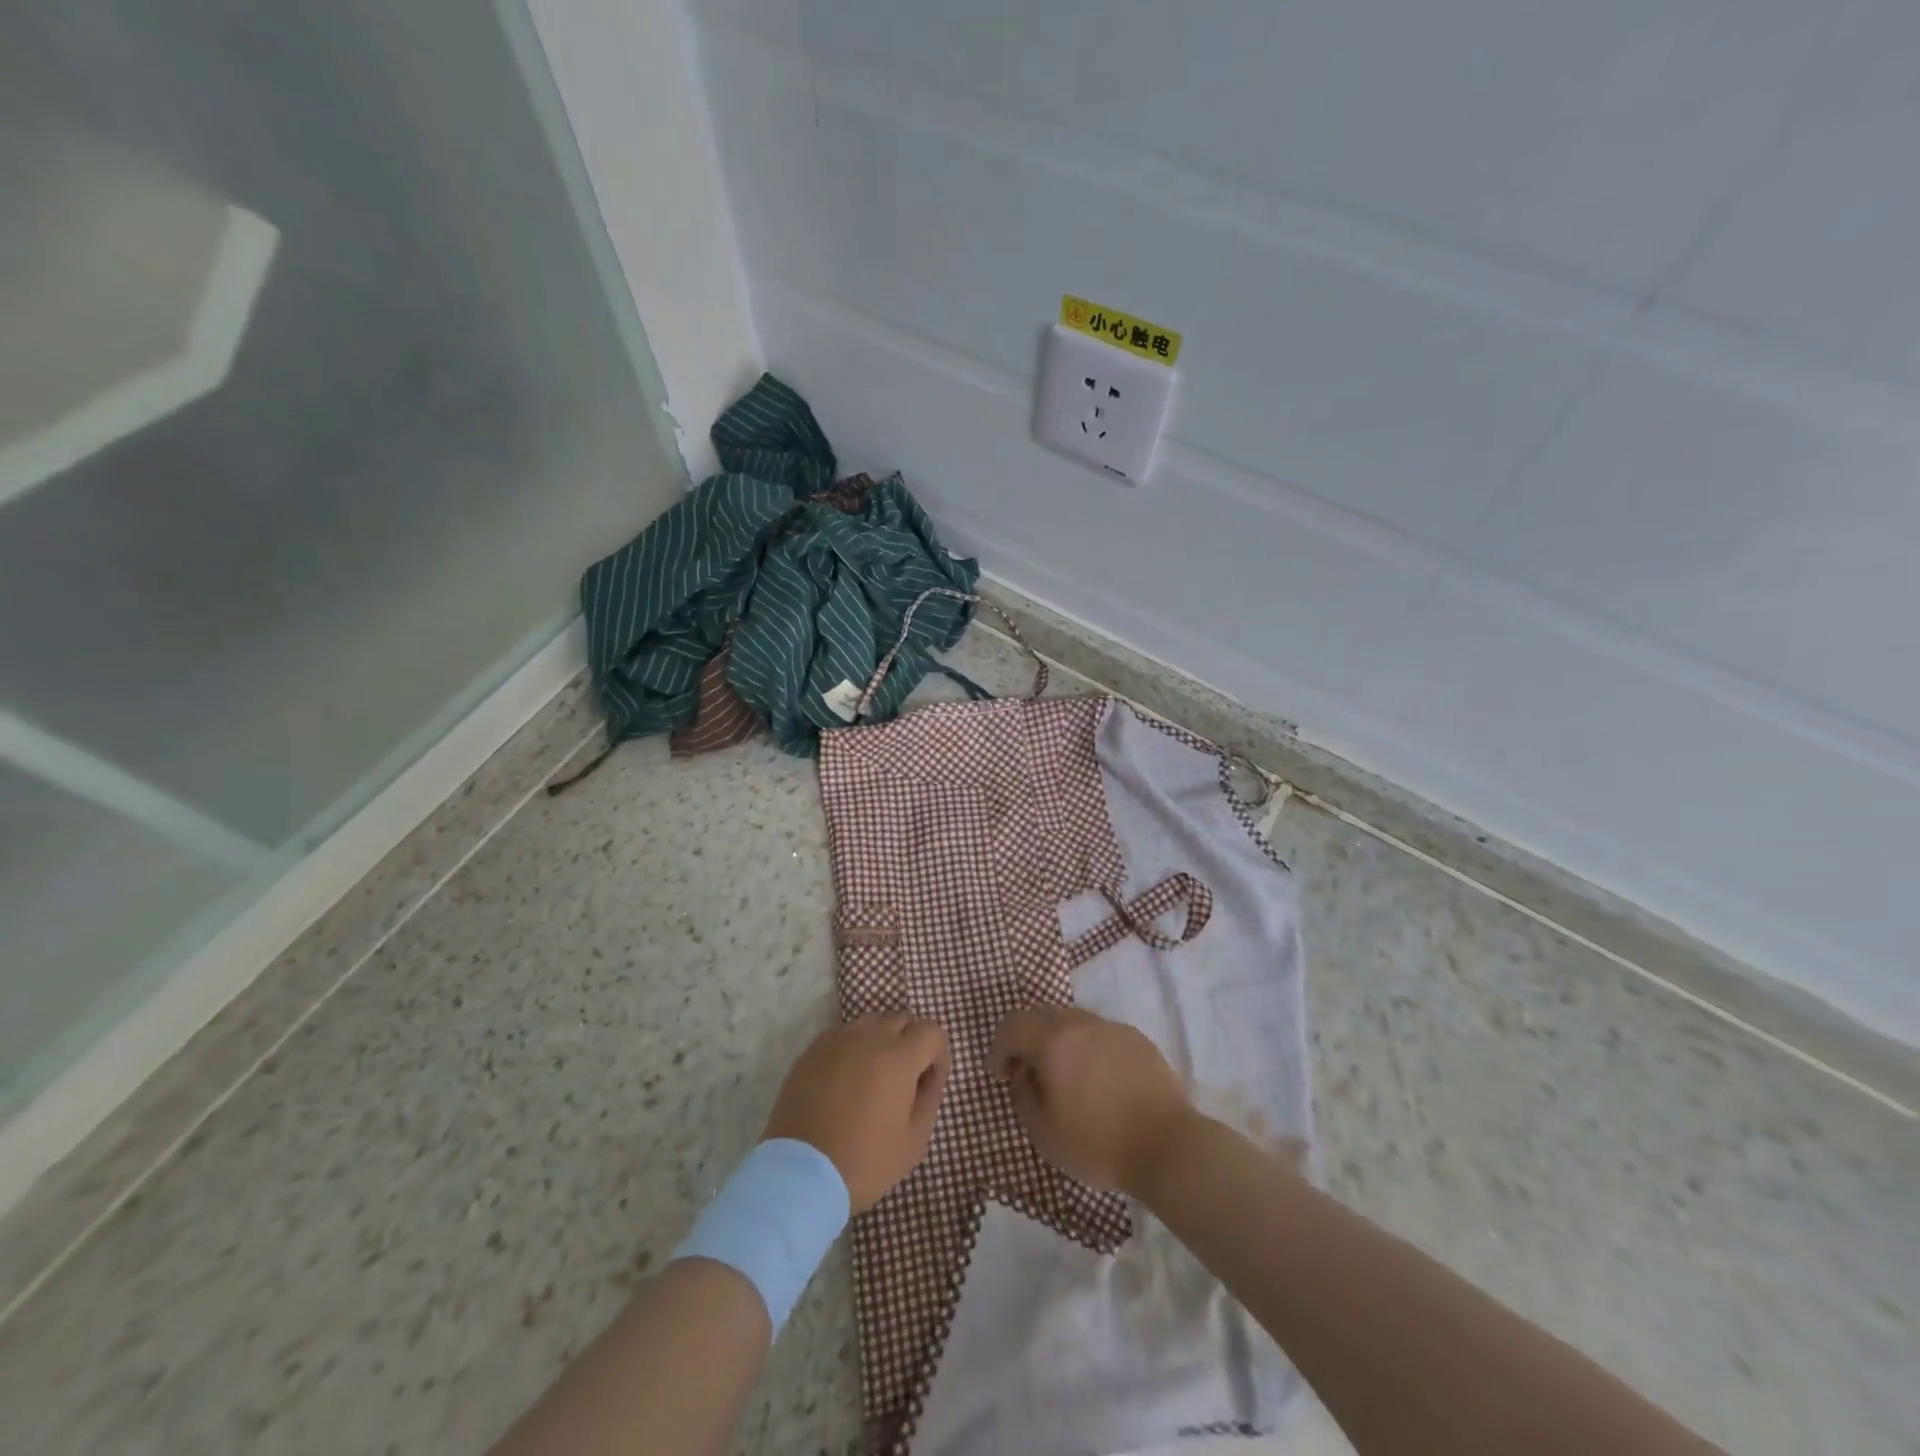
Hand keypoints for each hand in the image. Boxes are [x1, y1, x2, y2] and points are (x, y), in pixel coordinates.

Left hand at [762, 1014, 950, 1212]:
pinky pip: (842, 1035)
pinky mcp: (812, 1051)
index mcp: (898, 1057)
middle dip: (911, 1042)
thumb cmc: (864, 1162)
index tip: (930, 1080)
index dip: (938, 1053)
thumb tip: (930, 1074)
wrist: (799, 1175)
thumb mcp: (913, 1141)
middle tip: (904, 1079)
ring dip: (881, 1041)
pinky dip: (853, 1048)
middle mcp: (869, 1037)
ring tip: (873, 1077)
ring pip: (870, 1023)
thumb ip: (930, 1098)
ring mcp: (836, 1040)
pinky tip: (846, 1080)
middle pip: (901, 1019)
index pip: (931, 1030)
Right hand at [990, 1006, 1194, 1194]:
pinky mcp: (1136, 1038)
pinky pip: (1100, 1033)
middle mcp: (1080, 1023)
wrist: (1167, 1145)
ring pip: (1073, 1021)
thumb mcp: (1044, 1133)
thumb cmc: (1098, 1143)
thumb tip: (1024, 1076)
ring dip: (1058, 1041)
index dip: (1000, 1047)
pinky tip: (1097, 1079)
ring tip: (1063, 1075)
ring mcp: (1111, 1027)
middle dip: (1027, 1038)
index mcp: (1052, 1041)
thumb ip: (1023, 1097)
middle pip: (1042, 1015)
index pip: (1013, 1025)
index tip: (1000, 1075)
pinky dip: (1087, 1047)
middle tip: (1027, 1070)